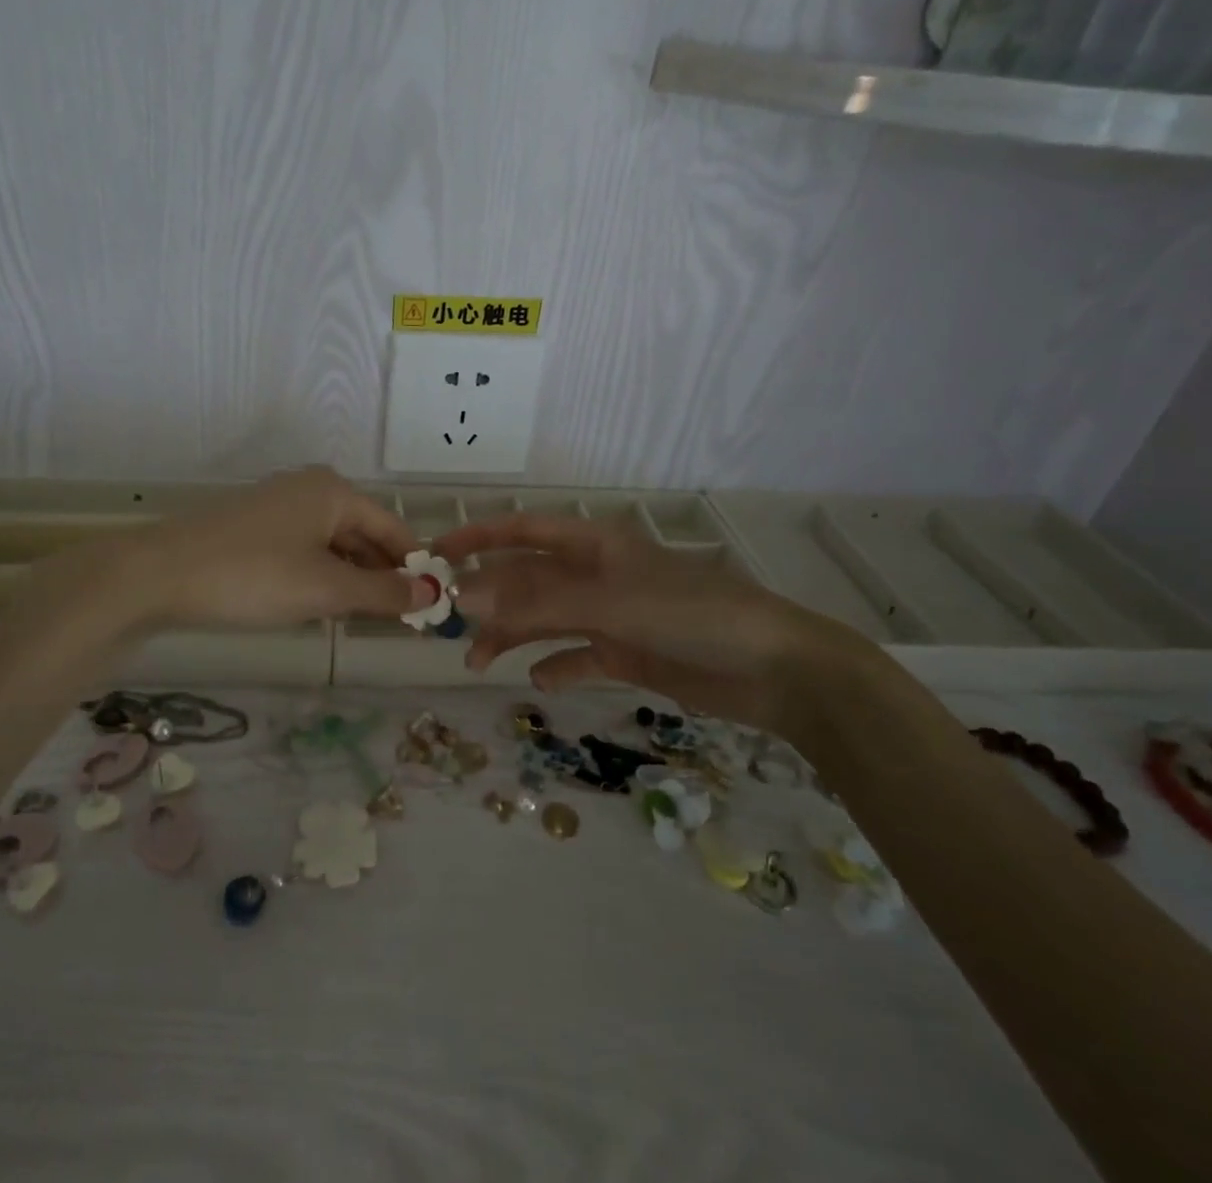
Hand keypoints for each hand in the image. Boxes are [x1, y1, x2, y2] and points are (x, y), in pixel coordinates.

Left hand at [112, 469, 433, 629]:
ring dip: (352, 580)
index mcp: (334, 492)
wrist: (160, 574)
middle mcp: (310, 489)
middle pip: (363, 534)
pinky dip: (321, 577)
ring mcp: (278, 507)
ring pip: (333, 545)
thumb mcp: (326, 589)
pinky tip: (323, 606)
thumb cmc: (255, 575)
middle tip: (403, 621)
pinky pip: (304, 551)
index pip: (392, 528)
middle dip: (382, 576)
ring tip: (368, 620)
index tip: (432, 607)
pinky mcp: (254, 529)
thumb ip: (382, 592)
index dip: (414, 567)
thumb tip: (432, 595)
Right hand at [433, 513, 869, 736]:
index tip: (436, 553)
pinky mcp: (628, 653)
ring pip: (546, 619)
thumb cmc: (690, 614)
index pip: (523, 530)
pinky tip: (541, 680)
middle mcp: (597, 575)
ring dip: (512, 636)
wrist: (775, 670)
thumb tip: (466, 598)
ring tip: (478, 662)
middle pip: (528, 579)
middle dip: (488, 598)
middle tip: (448, 624)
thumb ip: (537, 602)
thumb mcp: (609, 603)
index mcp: (594, 545)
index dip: (478, 536)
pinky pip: (578, 656)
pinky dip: (557, 665)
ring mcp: (612, 615)